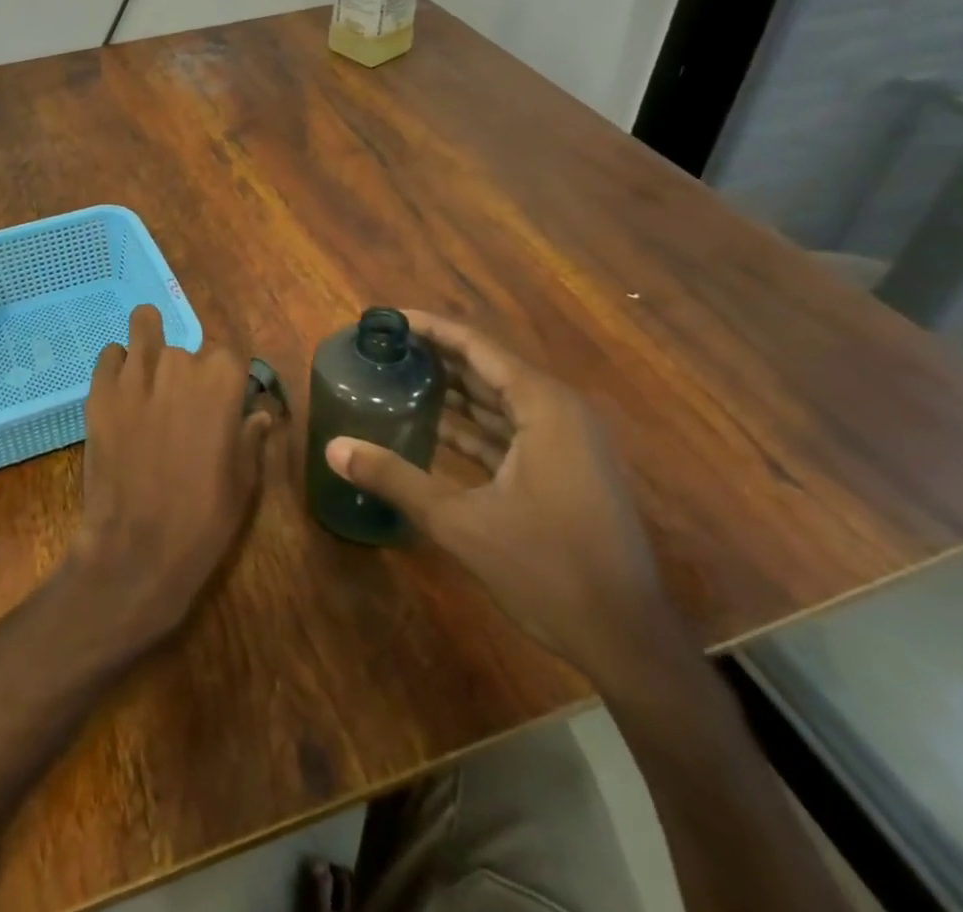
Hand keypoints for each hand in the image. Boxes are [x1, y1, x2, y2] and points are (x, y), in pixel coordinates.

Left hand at [69, 304, 275, 643]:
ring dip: (149, 345)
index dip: (224, 377)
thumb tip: (258, 414)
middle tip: (179, 408)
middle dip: (185, 371)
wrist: (138, 547)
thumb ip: (251, 436)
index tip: (221, 402)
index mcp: (222, 379)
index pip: (228, 353)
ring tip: (147, 375)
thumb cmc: (204, 516)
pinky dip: (117, 366)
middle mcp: (179, 362)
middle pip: (185, 347)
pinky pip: (110, 355)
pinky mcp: (100, 389)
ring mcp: (135, 373)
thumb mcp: (244, 480)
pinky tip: (120, 393)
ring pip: (144, 327)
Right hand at [324, 311, 676, 680]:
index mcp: (544, 406)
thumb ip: (395, 479)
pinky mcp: (566, 471)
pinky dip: (474, 426)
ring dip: (454, 391)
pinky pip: (511, 430)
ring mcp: (567, 443)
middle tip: (385, 348)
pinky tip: (434, 428)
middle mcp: (559, 412)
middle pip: (488, 368)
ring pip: (500, 401)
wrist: (628, 643)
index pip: (477, 347)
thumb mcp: (461, 522)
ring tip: (400, 378)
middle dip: (437, 356)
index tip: (388, 318)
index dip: (431, 328)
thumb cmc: (548, 570)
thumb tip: (333, 448)